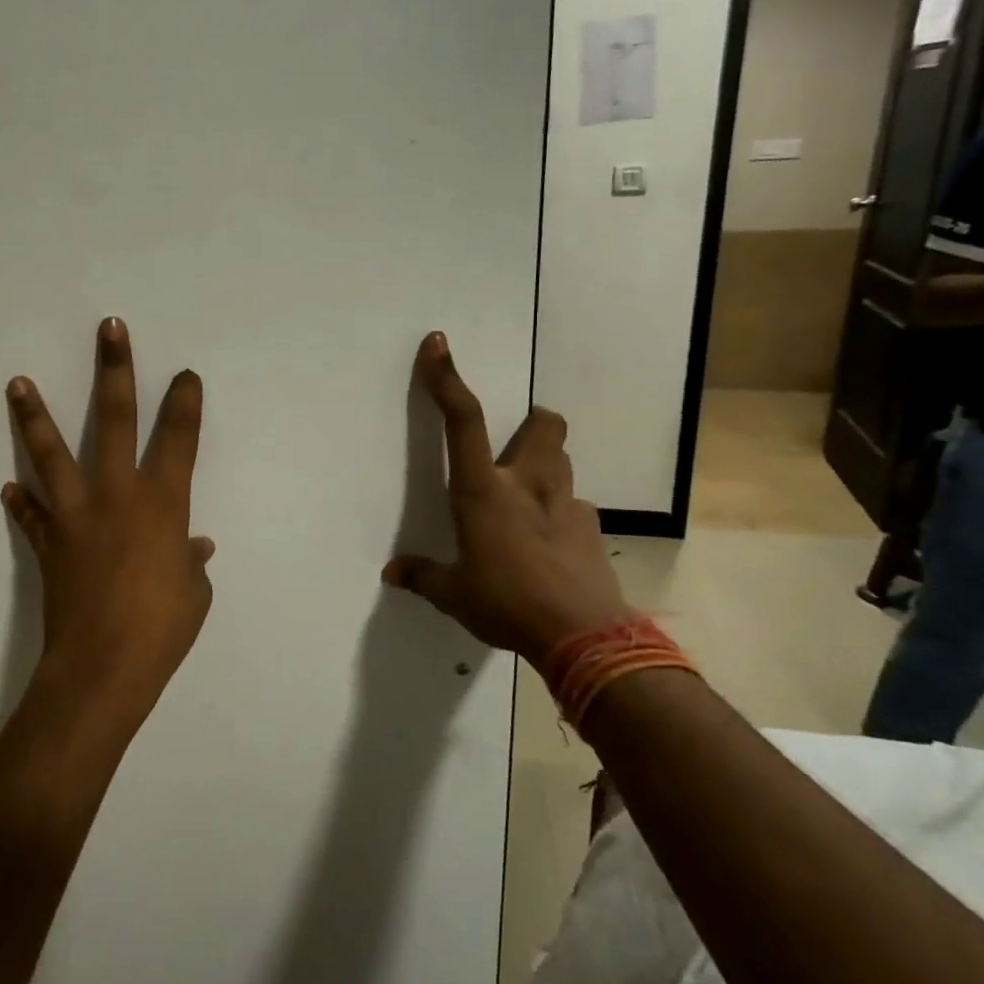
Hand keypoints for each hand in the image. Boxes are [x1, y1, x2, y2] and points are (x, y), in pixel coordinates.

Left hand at [3, 319, 213, 724]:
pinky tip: (9, 487)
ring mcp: (77, 515)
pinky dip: (22, 504)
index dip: (185, 403)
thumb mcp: (194, 593)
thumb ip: (190, 562)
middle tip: (109, 329)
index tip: (185, 376)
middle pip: (115, 420)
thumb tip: (192, 547)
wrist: (102, 669)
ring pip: (53, 454)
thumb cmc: (162, 629)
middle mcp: (118, 495)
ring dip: (35, 416)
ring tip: (16, 382)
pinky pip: (32, 516)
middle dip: (115, 370)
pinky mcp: (50, 542)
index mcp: (162, 504)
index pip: (179, 439)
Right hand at [382, 333, 634, 666]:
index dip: (447, 379)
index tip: (438, 344)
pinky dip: (561, 512)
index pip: (463, 420)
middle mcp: (527, 484)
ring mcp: (566, 503)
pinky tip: (550, 543)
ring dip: (545, 464)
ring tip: (527, 497)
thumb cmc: (507, 604)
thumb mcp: (455, 595)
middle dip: (530, 422)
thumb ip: (424, 577)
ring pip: (562, 459)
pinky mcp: (592, 528)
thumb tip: (392, 573)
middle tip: (512, 448)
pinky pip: (575, 504)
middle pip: (544, 423)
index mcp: (483, 491)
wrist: (584, 639)